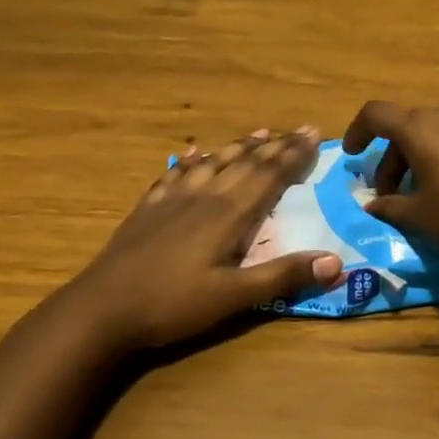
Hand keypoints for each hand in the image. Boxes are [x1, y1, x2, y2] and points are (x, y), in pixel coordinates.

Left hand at [62, 127, 343, 350]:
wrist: (102, 308)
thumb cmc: (173, 304)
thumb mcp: (233, 298)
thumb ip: (283, 276)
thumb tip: (336, 262)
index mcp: (228, 214)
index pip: (269, 175)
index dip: (293, 155)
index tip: (314, 134)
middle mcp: (204, 195)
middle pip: (246, 162)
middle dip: (276, 145)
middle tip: (300, 130)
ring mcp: (173, 198)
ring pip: (214, 161)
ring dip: (240, 146)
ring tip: (260, 132)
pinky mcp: (149, 207)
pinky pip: (176, 173)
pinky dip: (192, 159)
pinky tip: (194, 153)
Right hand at [340, 99, 438, 286]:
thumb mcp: (420, 217)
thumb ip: (390, 205)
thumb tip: (373, 204)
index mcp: (422, 128)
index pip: (376, 114)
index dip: (359, 131)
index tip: (354, 154)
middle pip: (411, 125)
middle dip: (396, 156)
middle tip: (394, 192)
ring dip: (429, 151)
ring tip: (434, 186)